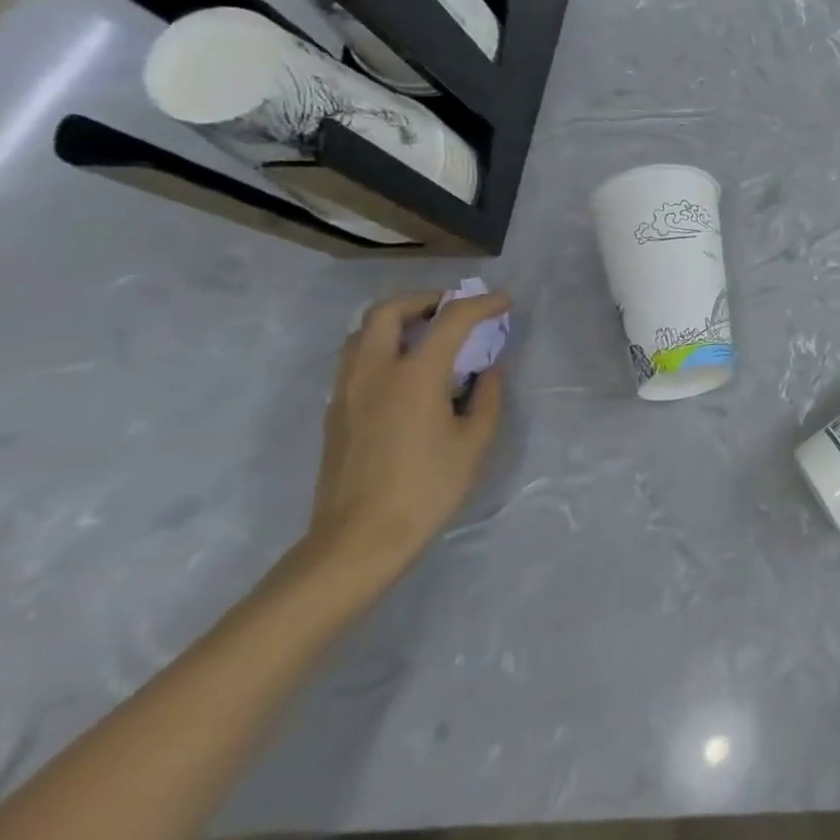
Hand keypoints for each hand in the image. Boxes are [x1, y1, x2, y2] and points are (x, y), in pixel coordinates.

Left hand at [305, 290, 509, 578]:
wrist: (359, 539)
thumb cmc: (427, 488)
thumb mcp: (475, 441)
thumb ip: (486, 396)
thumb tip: (487, 371)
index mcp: (414, 375)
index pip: (451, 320)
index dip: (481, 304)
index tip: (504, 301)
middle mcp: (374, 371)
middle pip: (388, 311)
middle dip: (426, 300)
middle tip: (455, 308)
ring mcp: (347, 390)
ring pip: (362, 332)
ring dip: (398, 320)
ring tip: (429, 334)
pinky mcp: (335, 411)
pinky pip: (355, 358)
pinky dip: (382, 346)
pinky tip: (407, 370)